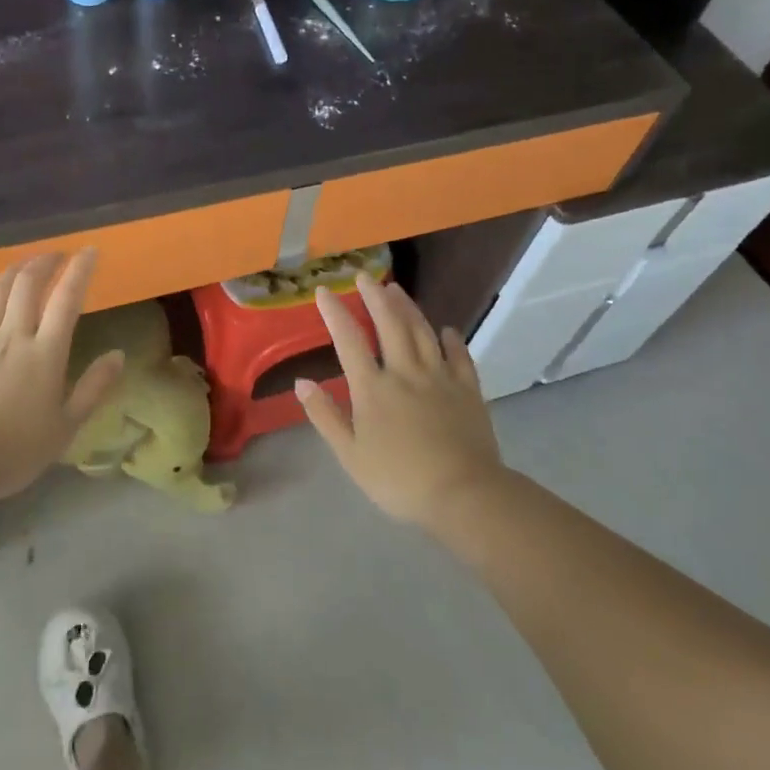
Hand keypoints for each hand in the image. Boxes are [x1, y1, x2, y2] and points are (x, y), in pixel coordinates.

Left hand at [0, 251, 125, 507]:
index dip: (79, 271)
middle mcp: (13, 339)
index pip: (66, 300)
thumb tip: (119, 355)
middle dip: (44, 263)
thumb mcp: (66, 427)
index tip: (90, 251)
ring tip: (25, 265)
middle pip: (28, 286)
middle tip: (57, 255)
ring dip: (12, 273)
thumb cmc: (15, 451)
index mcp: (45, 354)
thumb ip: (94, 388)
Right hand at [295, 273, 502, 531]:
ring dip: (408, 307)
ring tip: (396, 289)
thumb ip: (325, 416)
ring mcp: (439, 377)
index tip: (324, 291)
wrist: (463, 494)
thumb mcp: (350, 455)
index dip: (335, 313)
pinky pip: (459, 356)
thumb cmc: (399, 479)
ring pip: (422, 332)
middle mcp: (405, 372)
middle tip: (365, 276)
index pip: (349, 340)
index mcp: (373, 388)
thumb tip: (301, 383)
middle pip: (389, 324)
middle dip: (374, 297)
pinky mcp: (468, 389)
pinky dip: (451, 339)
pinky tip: (446, 330)